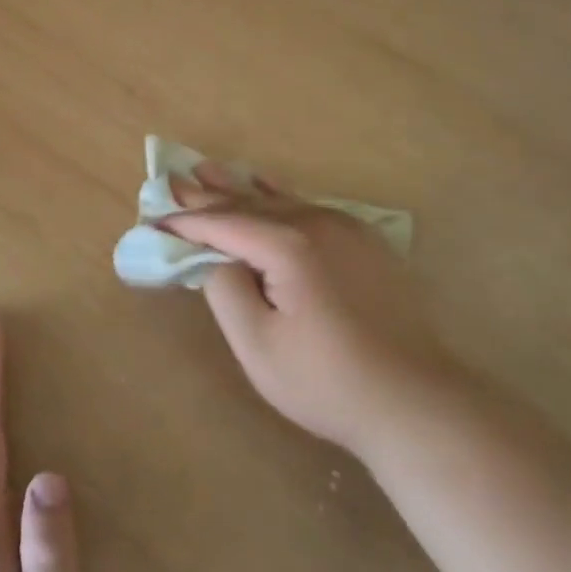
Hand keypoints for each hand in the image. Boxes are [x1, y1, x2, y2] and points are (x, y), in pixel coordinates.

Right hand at [165, 166, 457, 455]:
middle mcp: (318, 224)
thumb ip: (226, 291)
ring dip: (241, 189)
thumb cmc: (327, 381)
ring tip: (208, 170)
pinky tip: (266, 184)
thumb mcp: (258, 345)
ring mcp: (347, 230)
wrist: (415, 402)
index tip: (154, 217)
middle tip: (173, 178)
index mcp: (290, 246)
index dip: (187, 222)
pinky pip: (310, 208)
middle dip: (209, 195)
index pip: (224, 225)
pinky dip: (280, 197)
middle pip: (251, 204)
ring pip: (281, 201)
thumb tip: (215, 258)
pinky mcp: (365, 243)